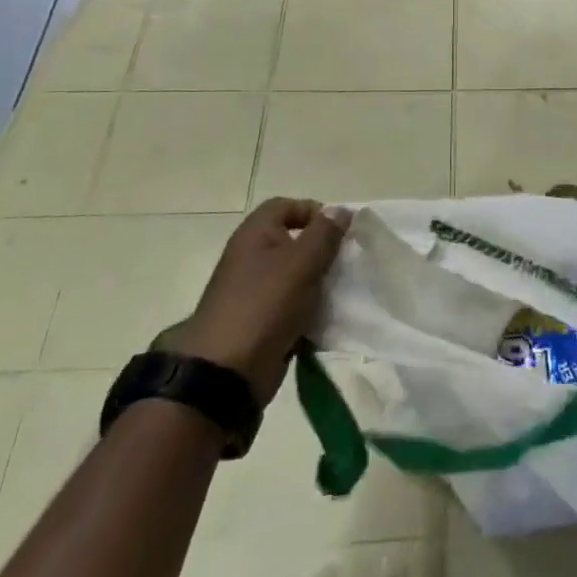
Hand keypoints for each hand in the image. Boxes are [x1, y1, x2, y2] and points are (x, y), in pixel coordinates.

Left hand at [159, 199, 346, 402]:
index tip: (340, 231)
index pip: (285, 206)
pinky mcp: (263, 322)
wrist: (228, 371)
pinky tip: (331, 317)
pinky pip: (294, 306)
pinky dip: (312, 309)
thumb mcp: (302, 261)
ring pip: (297, 276)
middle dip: (323, 249)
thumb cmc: (266, 304)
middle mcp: (252, 258)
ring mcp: (256, 292)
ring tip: (344, 290)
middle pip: (294, 241)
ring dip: (321, 282)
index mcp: (255, 235)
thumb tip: (341, 210)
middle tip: (347, 262)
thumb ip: (325, 233)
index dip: (313, 211)